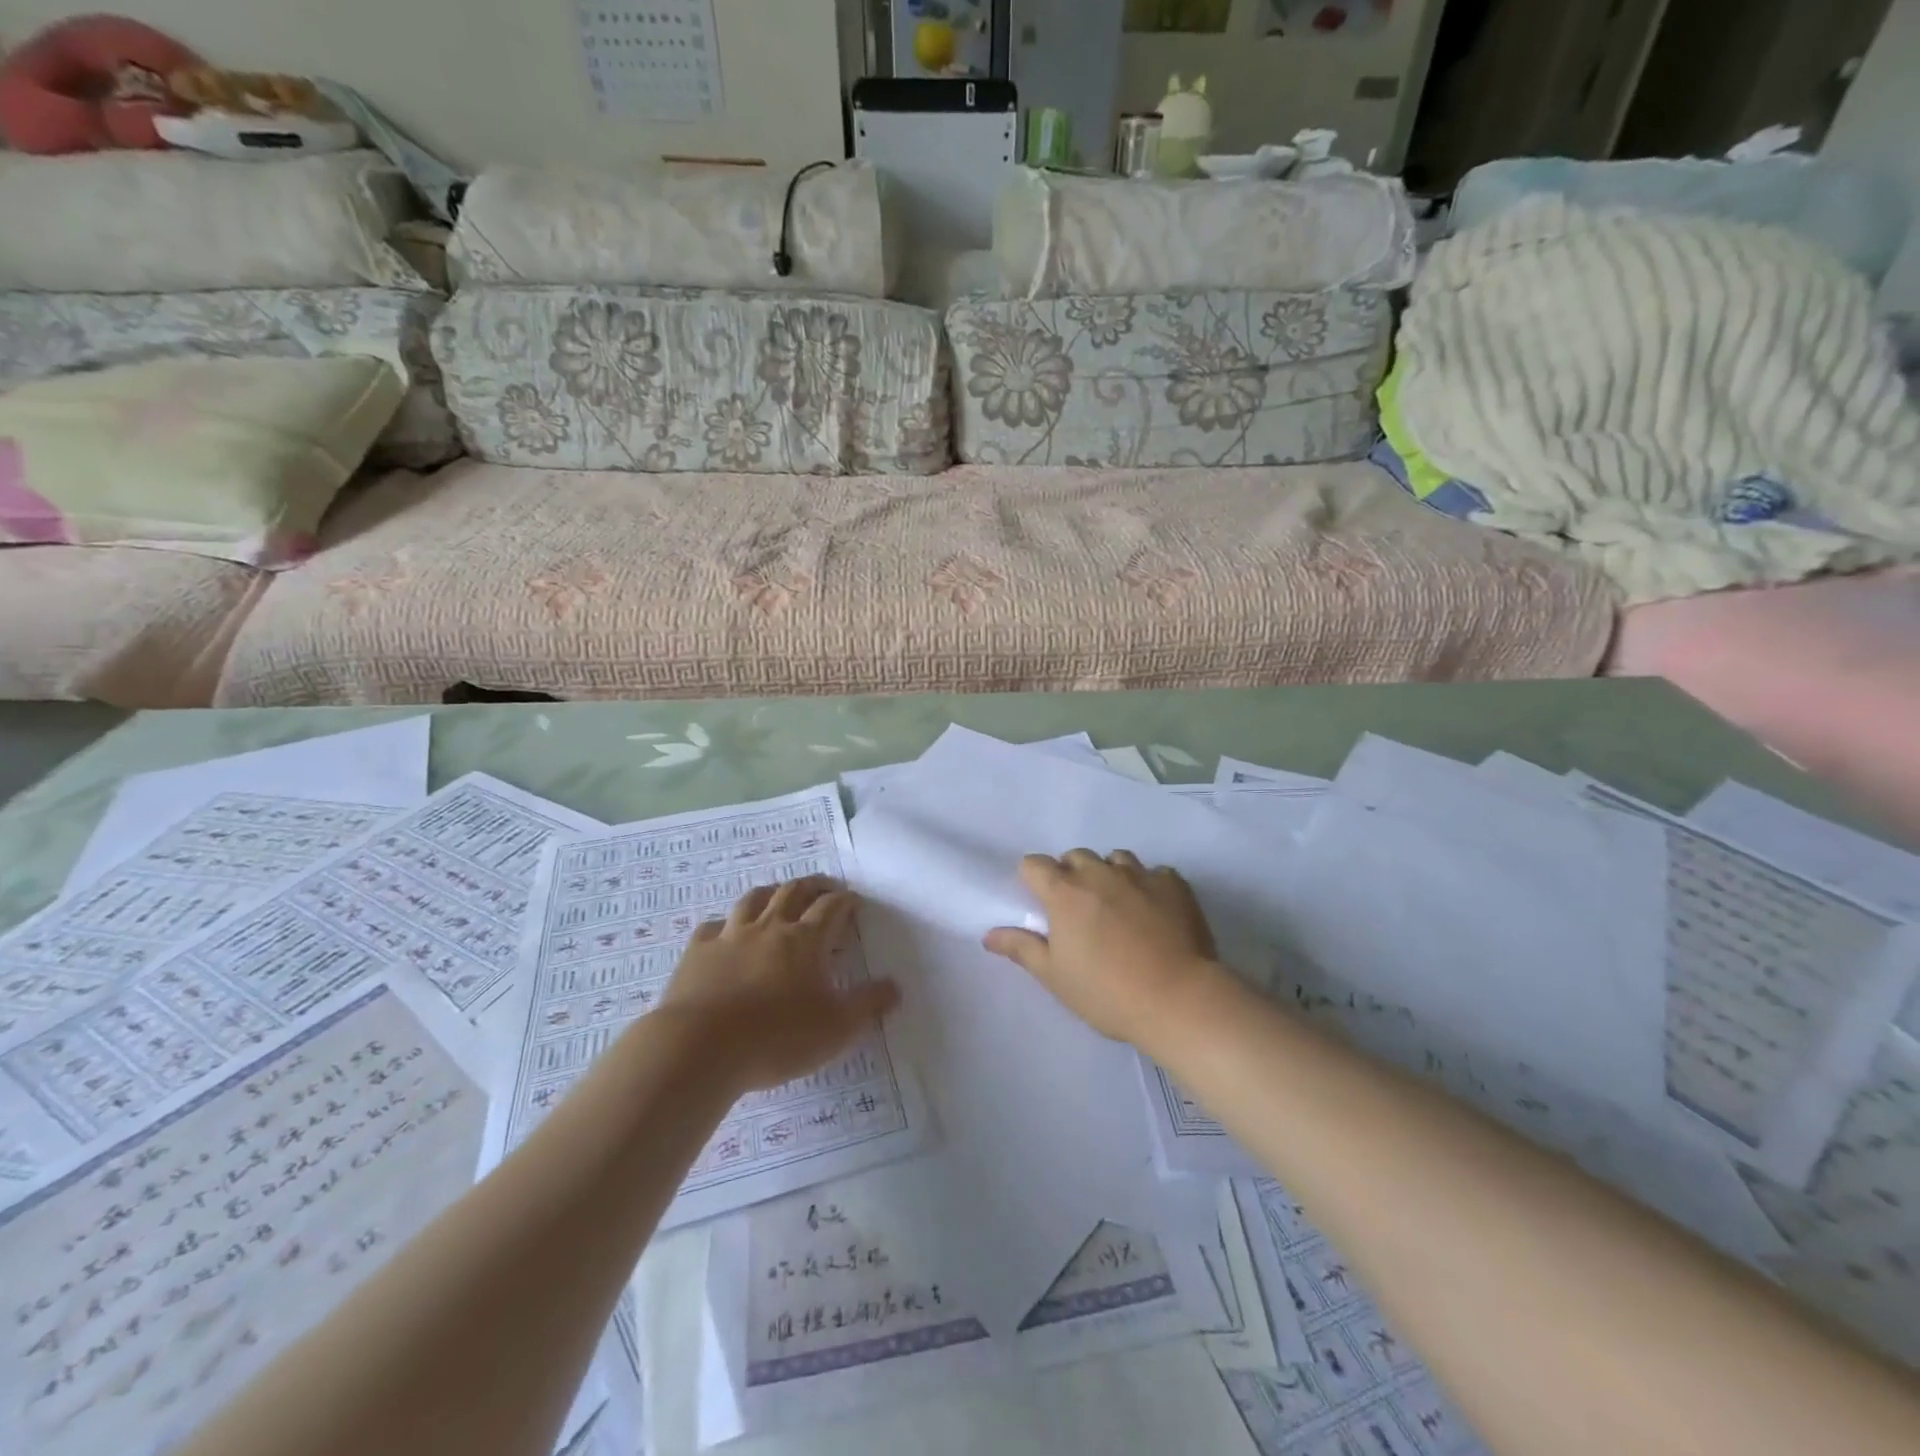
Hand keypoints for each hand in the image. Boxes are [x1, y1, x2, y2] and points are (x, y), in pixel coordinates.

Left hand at [663, 876, 899, 1091]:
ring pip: (753, 900)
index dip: (845, 900)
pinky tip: (725, 931)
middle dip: (813, 886)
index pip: (831, 907)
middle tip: (824, 887)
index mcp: (806, 940)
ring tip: (779, 895)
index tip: (854, 901)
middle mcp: (769, 927)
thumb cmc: (777, 1037)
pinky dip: (725, 924)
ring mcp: (730, 936)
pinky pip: (713, 926)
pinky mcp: (698, 952)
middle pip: (793, 892)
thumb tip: (895, 987)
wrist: (699, 1047)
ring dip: (771, 893)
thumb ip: (868, 1005)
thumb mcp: (837, 1028)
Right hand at [983, 850, 1221, 1044]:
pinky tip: (1154, 911)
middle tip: (1079, 911)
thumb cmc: (1107, 992)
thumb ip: (1022, 948)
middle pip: (1075, 856)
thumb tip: (989, 934)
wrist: (1178, 999)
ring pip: (1116, 859)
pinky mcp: (1174, 884)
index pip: (1035, 864)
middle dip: (1071, 875)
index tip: (1041, 904)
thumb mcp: (1056, 977)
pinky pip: (1154, 872)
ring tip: (1117, 906)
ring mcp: (1140, 874)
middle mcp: (1100, 873)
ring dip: (1109, 874)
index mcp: (1065, 892)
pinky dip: (1148, 885)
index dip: (1033, 880)